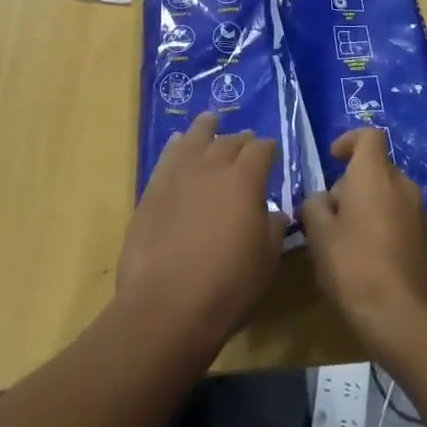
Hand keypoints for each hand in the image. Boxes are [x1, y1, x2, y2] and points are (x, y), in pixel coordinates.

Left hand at [117, 113, 284, 356]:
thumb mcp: (265, 263)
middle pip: (230, 141)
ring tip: (211, 120)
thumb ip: (272, 229)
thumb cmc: (226, 288)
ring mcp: (180, 174)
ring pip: (196, 138)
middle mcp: (213, 166)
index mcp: (245, 179)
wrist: (164, 307)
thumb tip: (273, 212)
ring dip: (207, 128)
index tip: (272, 153)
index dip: (269, 149)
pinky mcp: (154, 189)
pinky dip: (177, 145)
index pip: (261, 150)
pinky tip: (178, 142)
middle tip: (247, 143)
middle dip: (242, 140)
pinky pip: (168, 156)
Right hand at [299, 129, 426, 356]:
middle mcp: (401, 184)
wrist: (403, 317)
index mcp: (375, 174)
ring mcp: (418, 212)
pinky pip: (398, 216)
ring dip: (366, 205)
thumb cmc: (354, 266)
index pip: (368, 136)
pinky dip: (381, 224)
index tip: (332, 158)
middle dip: (351, 183)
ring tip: (344, 239)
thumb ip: (315, 205)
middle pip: (374, 168)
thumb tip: (321, 200)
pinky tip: (366, 257)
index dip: (349, 141)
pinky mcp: (425, 238)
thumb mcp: (319, 234)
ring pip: (386, 194)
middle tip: (329, 214)